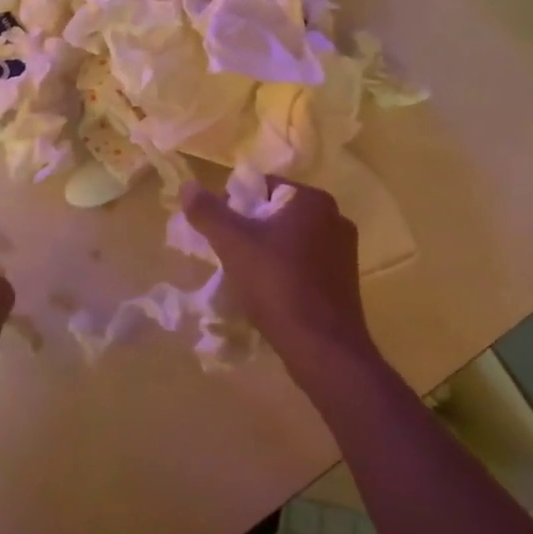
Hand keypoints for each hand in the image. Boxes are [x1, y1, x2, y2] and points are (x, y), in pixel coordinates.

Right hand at [183, 179, 377, 386]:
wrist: (322, 347)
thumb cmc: (277, 284)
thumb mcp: (233, 244)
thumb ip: (208, 212)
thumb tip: (187, 186)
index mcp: (313, 201)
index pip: (264, 186)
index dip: (234, 204)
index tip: (219, 231)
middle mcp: (335, 218)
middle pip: (277, 213)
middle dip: (250, 229)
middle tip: (228, 253)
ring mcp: (344, 252)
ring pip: (291, 240)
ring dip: (267, 251)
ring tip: (245, 275)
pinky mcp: (345, 281)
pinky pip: (306, 264)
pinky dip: (285, 271)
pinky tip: (269, 292)